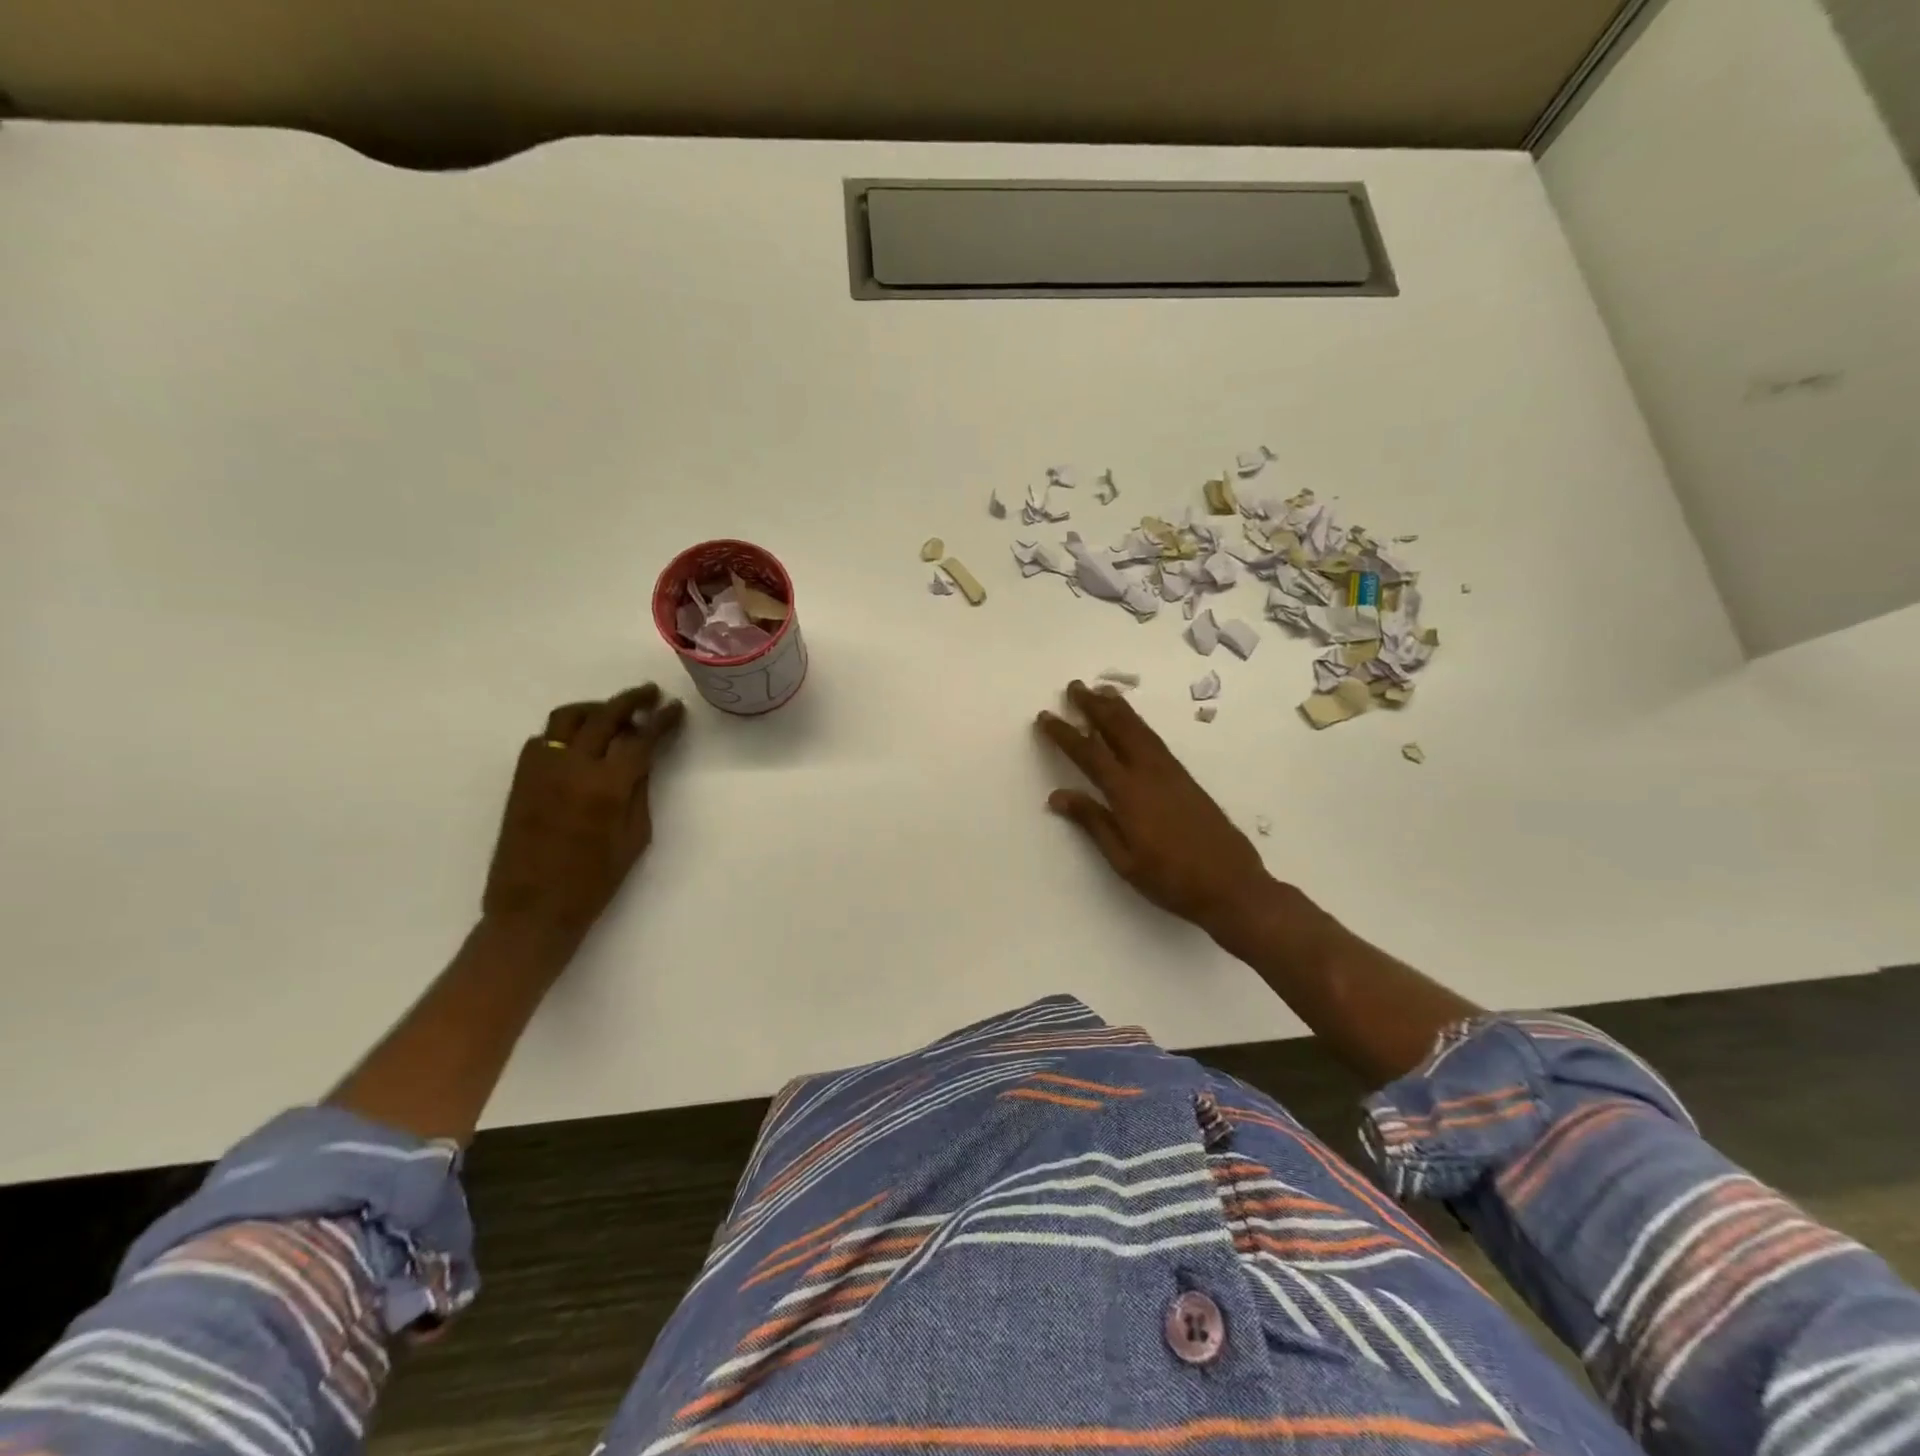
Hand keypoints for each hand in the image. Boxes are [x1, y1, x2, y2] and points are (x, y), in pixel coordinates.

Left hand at [482, 684, 686, 947]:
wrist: (533, 908)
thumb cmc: (595, 881)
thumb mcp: (635, 837)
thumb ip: (639, 791)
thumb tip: (642, 759)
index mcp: (607, 786)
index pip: (640, 738)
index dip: (662, 721)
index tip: (675, 708)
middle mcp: (572, 767)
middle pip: (604, 716)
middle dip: (631, 701)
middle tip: (650, 694)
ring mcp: (541, 768)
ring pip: (568, 718)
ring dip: (595, 708)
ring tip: (614, 712)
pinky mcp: (522, 777)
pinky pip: (545, 738)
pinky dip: (567, 730)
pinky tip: (581, 742)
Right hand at [1037, 681, 1274, 939]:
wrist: (1231, 885)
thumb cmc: (1170, 880)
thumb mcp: (1123, 859)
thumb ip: (1093, 822)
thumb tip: (1058, 795)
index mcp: (1128, 794)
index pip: (1089, 754)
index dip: (1065, 734)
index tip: (1045, 716)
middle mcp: (1149, 773)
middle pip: (1118, 729)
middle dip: (1094, 706)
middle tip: (1075, 686)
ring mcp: (1171, 773)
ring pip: (1140, 730)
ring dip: (1118, 709)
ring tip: (1102, 691)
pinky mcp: (1186, 779)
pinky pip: (1155, 740)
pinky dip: (1138, 724)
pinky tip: (1133, 725)